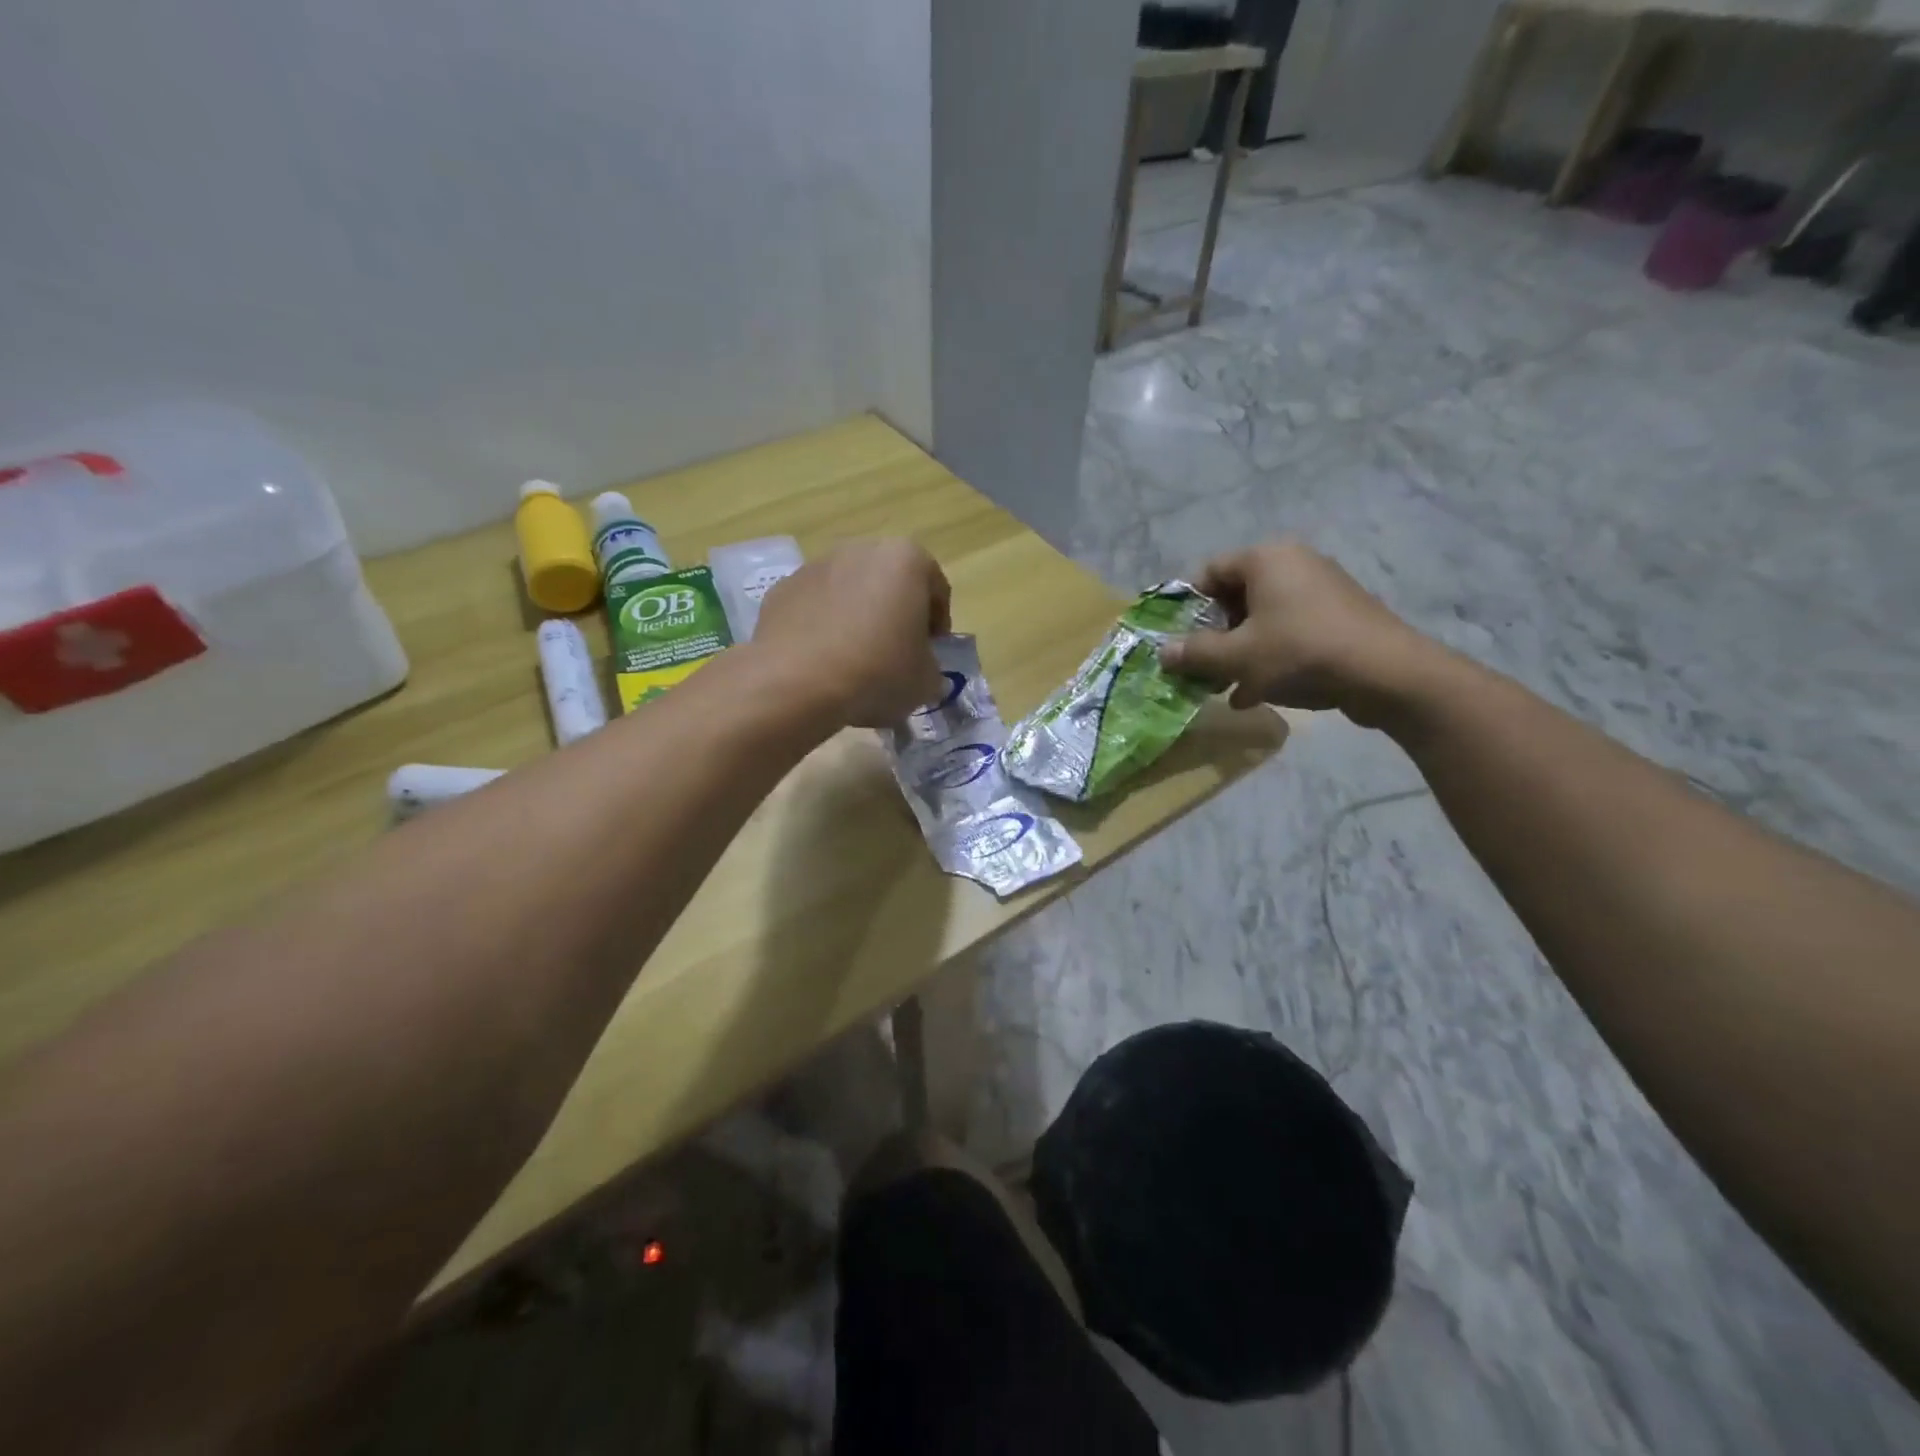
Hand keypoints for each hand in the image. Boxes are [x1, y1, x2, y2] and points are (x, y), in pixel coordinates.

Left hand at [753, 539, 951, 727]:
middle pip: (889, 583)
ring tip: (855, 662)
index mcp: (906, 560)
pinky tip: (822, 663)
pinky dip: (822, 628)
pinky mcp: (781, 590)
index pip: (936, 589)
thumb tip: (920, 671)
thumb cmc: (876, 672)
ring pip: (849, 592)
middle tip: (896, 655)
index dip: (938, 625)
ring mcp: (815, 566)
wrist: (796, 684)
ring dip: (857, 618)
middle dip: (895, 614)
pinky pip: (814, 608)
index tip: (931, 654)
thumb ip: (931, 668)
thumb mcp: (925, 681)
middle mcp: (860, 550)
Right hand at [1158, 539, 1434, 725]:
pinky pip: (1290, 630)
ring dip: (1238, 650)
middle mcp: (1294, 563)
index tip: (1176, 639)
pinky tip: (1255, 693)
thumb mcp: (1237, 657)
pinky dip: (1268, 655)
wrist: (1387, 674)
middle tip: (1199, 666)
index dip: (1186, 606)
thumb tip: (1163, 653)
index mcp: (1266, 558)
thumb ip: (1195, 653)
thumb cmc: (1300, 653)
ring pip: (1262, 617)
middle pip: (1235, 595)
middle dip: (1212, 634)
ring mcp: (1321, 589)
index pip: (1209, 571)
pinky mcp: (1339, 616)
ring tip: (1223, 685)